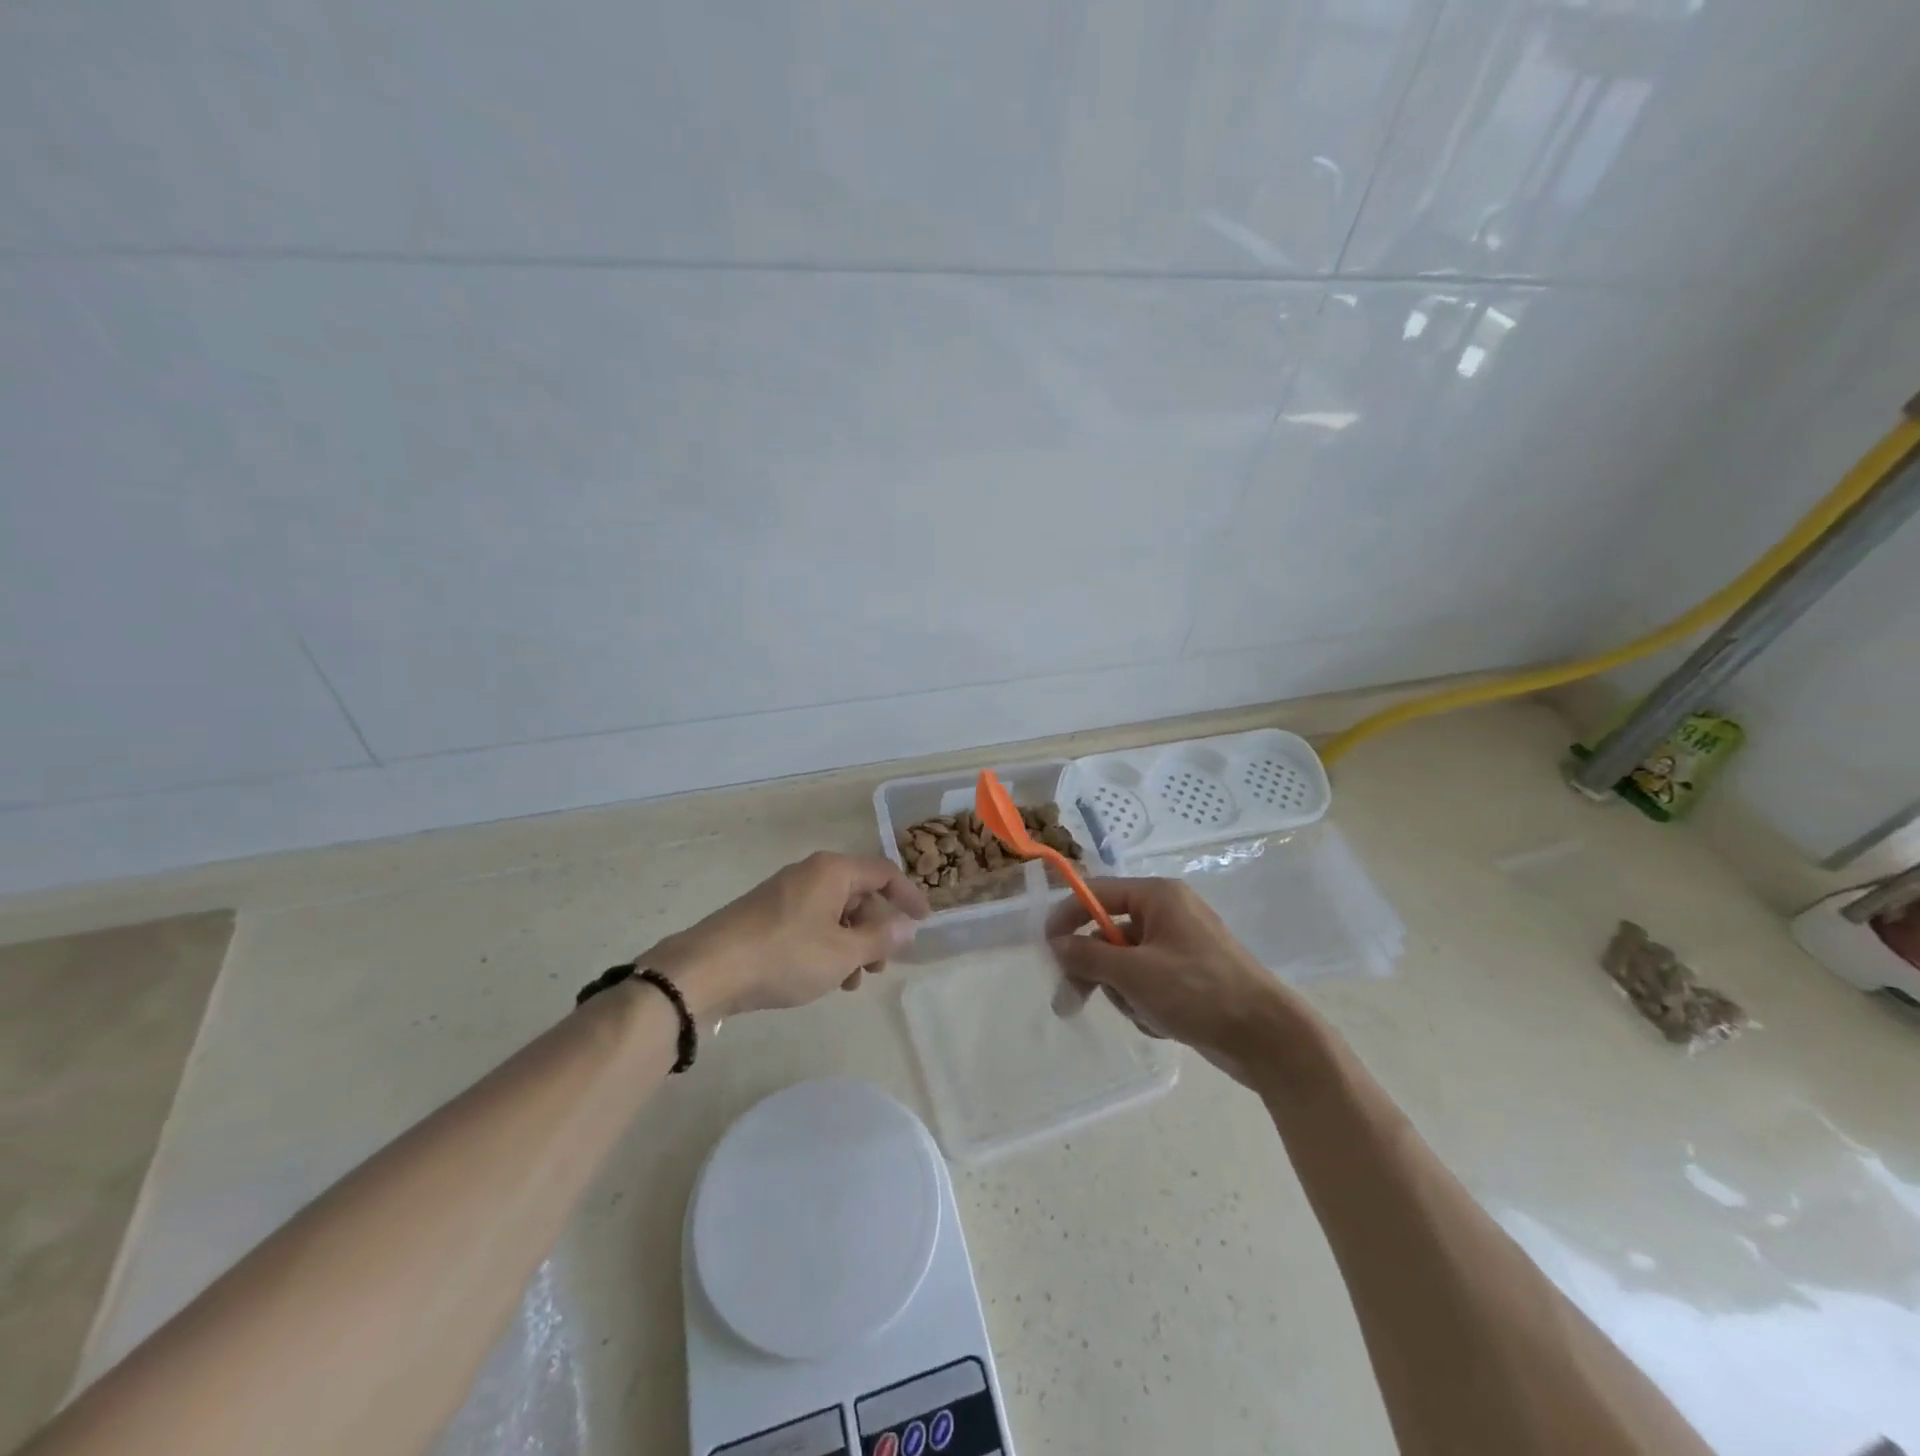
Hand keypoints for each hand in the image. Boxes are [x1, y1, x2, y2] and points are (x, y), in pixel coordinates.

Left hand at [645, 851, 929, 1018]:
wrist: (707, 970)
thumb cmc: (785, 956)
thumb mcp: (842, 953)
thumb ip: (880, 938)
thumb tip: (907, 926)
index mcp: (833, 871)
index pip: (883, 874)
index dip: (908, 896)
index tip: (924, 921)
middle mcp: (810, 873)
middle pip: (858, 894)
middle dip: (875, 930)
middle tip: (881, 965)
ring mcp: (784, 893)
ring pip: (834, 913)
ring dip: (851, 944)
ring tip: (851, 981)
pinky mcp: (766, 915)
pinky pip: (810, 923)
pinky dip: (826, 946)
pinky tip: (822, 978)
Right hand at [1047, 878, 1302, 1082]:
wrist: (1268, 1038)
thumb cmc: (1198, 992)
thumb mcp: (1134, 973)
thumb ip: (1089, 956)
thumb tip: (1057, 944)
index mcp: (1158, 897)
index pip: (1097, 893)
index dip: (1067, 916)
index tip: (1045, 947)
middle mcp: (1168, 913)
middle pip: (1108, 933)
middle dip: (1094, 969)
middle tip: (1069, 1001)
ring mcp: (1180, 946)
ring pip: (1125, 963)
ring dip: (1123, 991)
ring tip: (1144, 1013)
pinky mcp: (1189, 976)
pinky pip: (1148, 982)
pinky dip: (1145, 1003)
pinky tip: (1162, 1022)